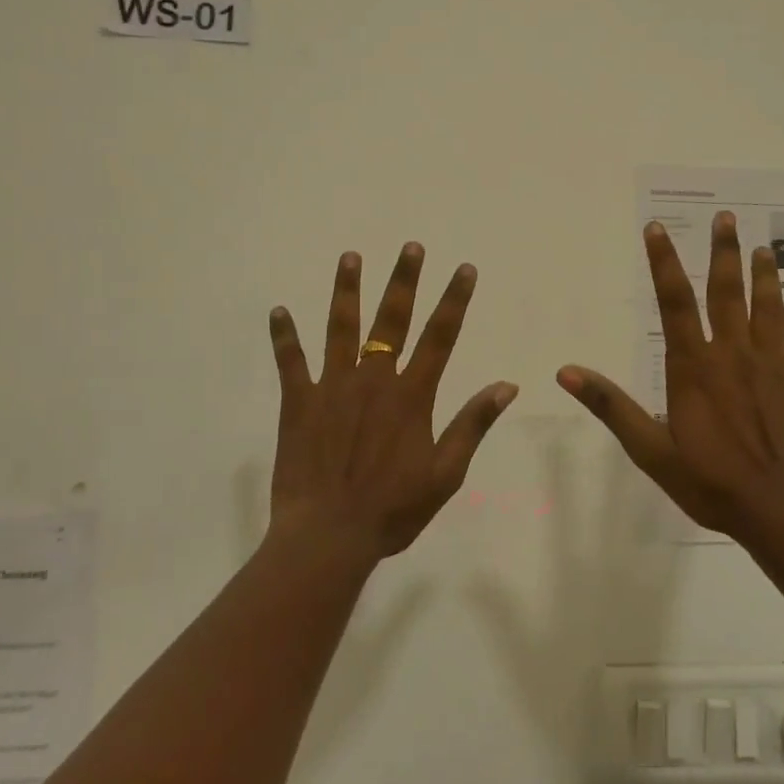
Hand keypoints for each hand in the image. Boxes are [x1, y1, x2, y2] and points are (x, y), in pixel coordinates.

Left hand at [267, 243, 517, 560]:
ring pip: (341, 327)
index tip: (464, 269)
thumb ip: (472, 425)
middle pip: (392, 319)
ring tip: (350, 257)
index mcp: (411, 395)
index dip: (454, 300)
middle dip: (404, 281)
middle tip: (410, 247)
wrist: (328, 536)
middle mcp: (373, 379)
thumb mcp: (445, 474)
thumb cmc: (392, 510)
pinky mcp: (299, 402)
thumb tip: (506, 386)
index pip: (440, 337)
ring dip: (347, 291)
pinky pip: (290, 361)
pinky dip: (284, 336)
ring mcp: (333, 386)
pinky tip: (277, 311)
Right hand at [555, 212, 783, 539]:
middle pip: (727, 292)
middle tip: (727, 218)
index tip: (657, 228)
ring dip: (766, 277)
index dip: (663, 262)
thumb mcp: (650, 449)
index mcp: (694, 365)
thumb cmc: (711, 481)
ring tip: (764, 249)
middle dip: (724, 252)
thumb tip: (566, 372)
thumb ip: (610, 406)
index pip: (673, 301)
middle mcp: (733, 354)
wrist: (783, 511)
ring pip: (769, 310)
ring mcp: (773, 366)